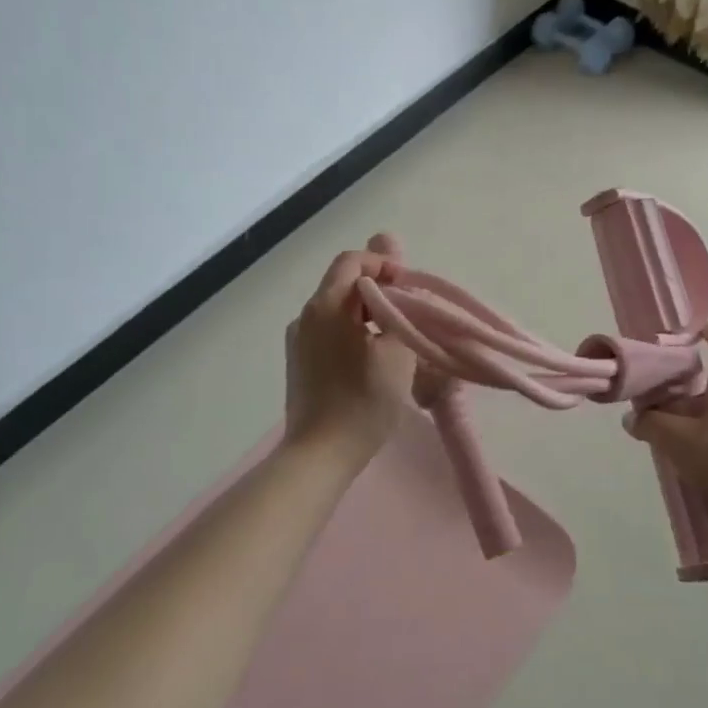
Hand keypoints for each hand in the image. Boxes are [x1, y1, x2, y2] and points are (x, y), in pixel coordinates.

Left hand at [283, 245, 416, 461]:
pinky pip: (329, 330)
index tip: (409, 290)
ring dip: (367, 312)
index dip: (384, 266)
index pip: (353, 261)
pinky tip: (372, 357)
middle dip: (379, 290)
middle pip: (344, 283)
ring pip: (337, 308)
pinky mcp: (299, 362)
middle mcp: (306, 316)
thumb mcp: (396, 350)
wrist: (319, 456)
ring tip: (395, 337)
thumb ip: (398, 301)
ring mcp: (298, 340)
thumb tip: (392, 252)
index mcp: (326, 306)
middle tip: (409, 314)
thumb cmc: (364, 401)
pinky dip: (353, 331)